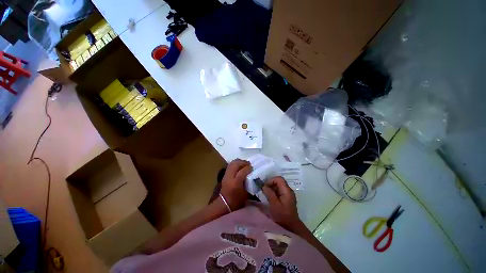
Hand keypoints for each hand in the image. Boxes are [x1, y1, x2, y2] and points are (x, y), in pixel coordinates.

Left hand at [220, 159, 251, 210]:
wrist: (225, 204)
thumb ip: (250, 183)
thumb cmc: (237, 200)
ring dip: (239, 162)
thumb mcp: (246, 193)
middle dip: (243, 162)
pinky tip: (239, 166)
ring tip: (244, 164)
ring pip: (232, 163)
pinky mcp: (224, 175)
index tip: (252, 167)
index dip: (248, 168)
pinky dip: (235, 164)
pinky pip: (230, 165)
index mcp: (236, 183)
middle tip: (248, 164)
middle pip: (236, 164)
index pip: (242, 171)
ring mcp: (226, 175)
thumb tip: (254, 176)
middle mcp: (230, 177)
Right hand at [262, 176, 300, 229]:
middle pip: (278, 182)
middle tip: (263, 190)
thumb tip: (263, 185)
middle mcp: (288, 190)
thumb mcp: (274, 204)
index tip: (265, 186)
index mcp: (287, 190)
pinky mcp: (285, 198)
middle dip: (270, 184)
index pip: (279, 179)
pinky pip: (278, 191)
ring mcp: (287, 194)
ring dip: (271, 188)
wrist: (291, 227)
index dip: (271, 180)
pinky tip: (269, 197)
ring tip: (265, 194)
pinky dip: (273, 192)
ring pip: (278, 186)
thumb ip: (269, 193)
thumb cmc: (282, 216)